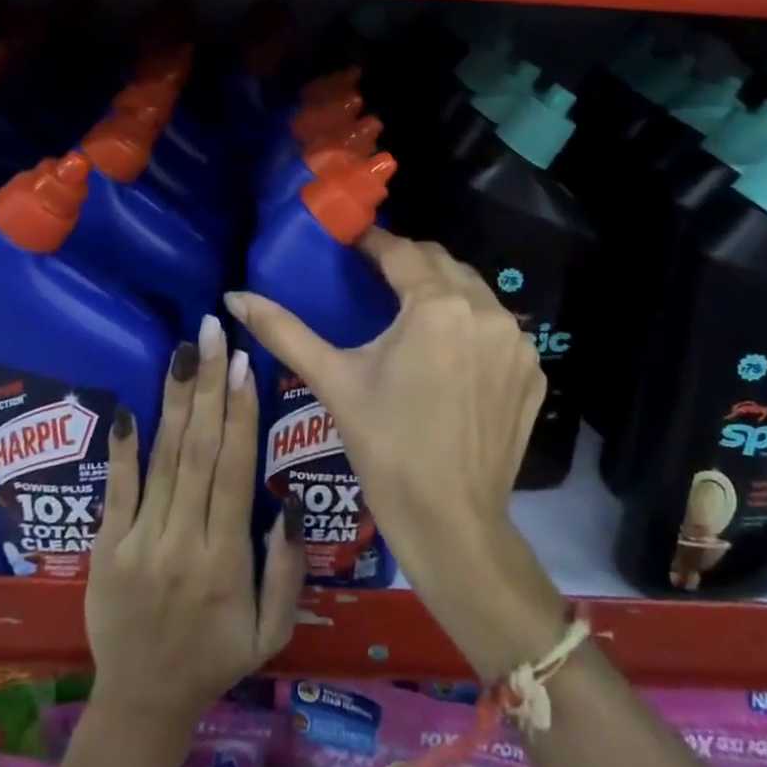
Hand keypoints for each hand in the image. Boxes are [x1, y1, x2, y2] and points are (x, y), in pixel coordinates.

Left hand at [85, 314, 305, 730]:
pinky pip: (116, 491)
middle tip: (214, 333)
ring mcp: (139, 542)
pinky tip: (130, 407)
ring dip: (175, 400)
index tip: (244, 363)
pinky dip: (122, 448)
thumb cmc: (216, 658)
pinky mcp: (105, 548)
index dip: (241, 414)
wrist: (141, 704)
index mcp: (227, 559)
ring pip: (163, 459)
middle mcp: (183, 541)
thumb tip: (292, 503)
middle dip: (209, 385)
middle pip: (199, 451)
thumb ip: (288, 570)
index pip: (235, 471)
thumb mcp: (272, 631)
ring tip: (184, 350)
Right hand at [225, 231, 562, 676]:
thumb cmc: (387, 449)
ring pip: (474, 292)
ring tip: (410, 312)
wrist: (453, 524)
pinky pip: (497, 328)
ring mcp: (516, 342)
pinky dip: (472, 326)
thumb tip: (234, 296)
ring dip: (442, 291)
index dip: (372, 241)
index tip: (351, 243)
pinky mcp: (532, 370)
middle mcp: (487, 311)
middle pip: (441, 263)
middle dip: (408, 262)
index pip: (401, 251)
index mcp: (437, 306)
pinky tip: (450, 354)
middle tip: (375, 276)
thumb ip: (284, 331)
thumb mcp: (334, 382)